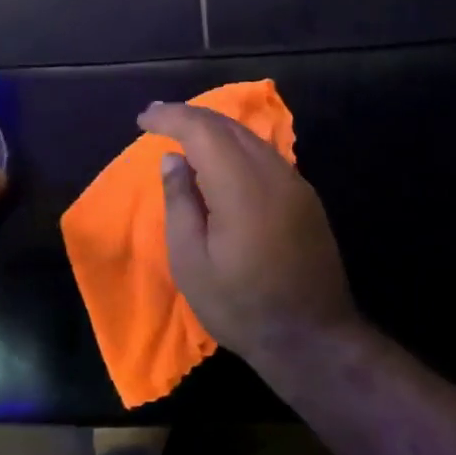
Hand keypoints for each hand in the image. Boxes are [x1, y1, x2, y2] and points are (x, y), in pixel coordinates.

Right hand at [138, 102, 358, 368]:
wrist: (312, 338)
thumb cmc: (240, 305)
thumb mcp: (191, 261)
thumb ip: (180, 202)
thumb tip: (173, 159)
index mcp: (241, 187)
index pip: (203, 130)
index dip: (171, 117)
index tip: (143, 118)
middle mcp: (273, 174)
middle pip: (229, 126)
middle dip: (191, 117)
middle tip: (157, 119)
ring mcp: (295, 184)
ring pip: (251, 139)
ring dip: (215, 130)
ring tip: (184, 136)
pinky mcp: (305, 199)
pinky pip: (265, 157)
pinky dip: (236, 148)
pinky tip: (220, 162)